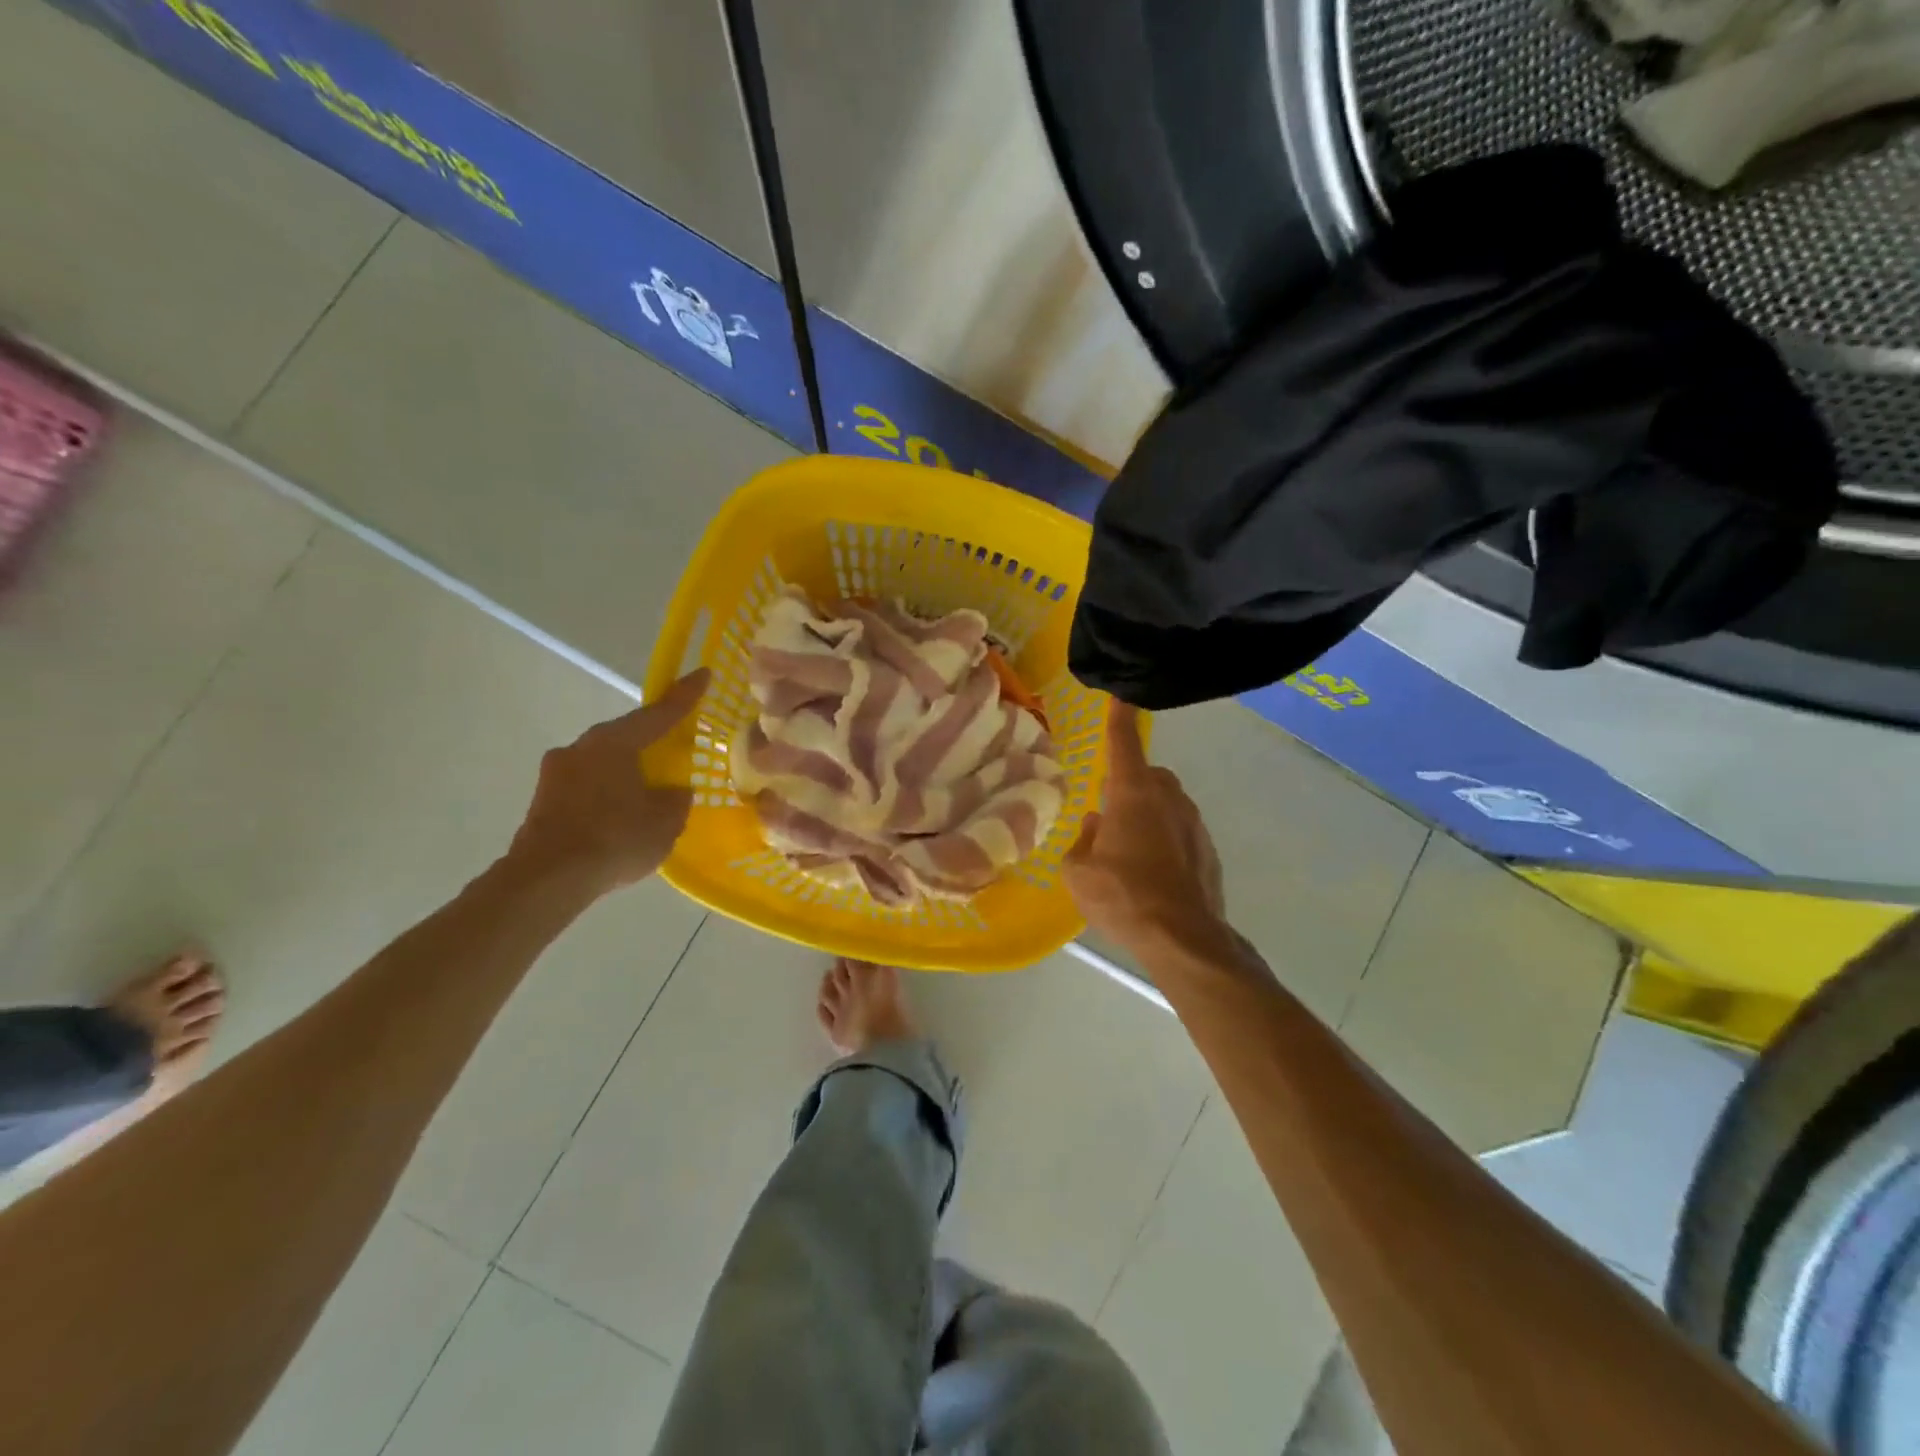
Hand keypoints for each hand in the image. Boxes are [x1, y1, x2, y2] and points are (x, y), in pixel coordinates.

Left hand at [508, 668, 708, 890]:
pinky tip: (621, 818)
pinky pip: (587, 787)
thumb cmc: (614, 839)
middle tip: (675, 749)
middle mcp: (582, 747)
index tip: (703, 673)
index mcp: (614, 742)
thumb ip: (675, 798)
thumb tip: (673, 790)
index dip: (685, 695)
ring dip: (627, 772)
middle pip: (626, 736)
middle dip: (651, 741)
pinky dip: (607, 795)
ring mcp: (557, 773)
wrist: (546, 880)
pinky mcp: (544, 800)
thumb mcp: (665, 820)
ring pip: (604, 763)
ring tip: (648, 794)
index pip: (659, 713)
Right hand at [1065, 701, 1235, 959]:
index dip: (1118, 717)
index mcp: (1132, 794)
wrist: (1183, 938)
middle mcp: (1167, 798)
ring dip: (1147, 811)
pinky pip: (1180, 829)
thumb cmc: (1122, 897)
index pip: (1123, 742)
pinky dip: (1164, 837)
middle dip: (1128, 782)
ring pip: (1166, 802)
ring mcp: (1193, 823)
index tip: (1120, 695)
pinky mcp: (1207, 849)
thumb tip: (1094, 827)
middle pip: (1147, 774)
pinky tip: (1151, 871)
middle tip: (1108, 809)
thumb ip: (1081, 842)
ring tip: (1127, 846)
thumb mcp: (1079, 872)